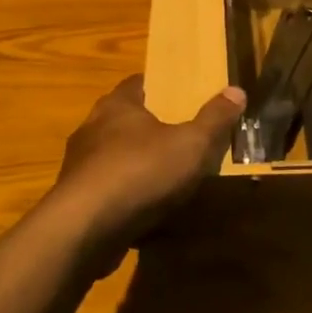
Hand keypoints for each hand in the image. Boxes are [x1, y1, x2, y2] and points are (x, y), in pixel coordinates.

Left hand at [48, 74, 243, 255]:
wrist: (84, 229)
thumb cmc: (140, 171)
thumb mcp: (191, 144)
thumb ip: (214, 119)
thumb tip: (237, 91)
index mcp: (117, 106)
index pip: (138, 83)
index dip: (160, 87)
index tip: (181, 95)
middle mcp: (92, 129)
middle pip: (124, 120)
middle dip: (149, 128)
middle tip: (179, 136)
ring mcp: (79, 166)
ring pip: (113, 157)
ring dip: (135, 164)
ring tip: (165, 177)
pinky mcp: (75, 201)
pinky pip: (106, 190)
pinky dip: (124, 196)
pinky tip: (144, 211)